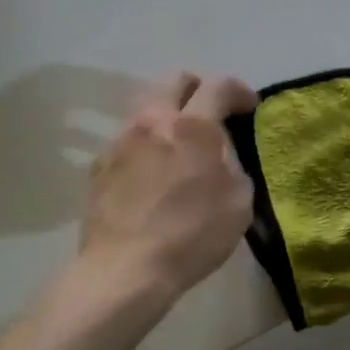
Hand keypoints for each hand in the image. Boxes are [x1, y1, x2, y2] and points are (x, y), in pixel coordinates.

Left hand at [79, 71, 257, 305]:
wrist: (126, 269)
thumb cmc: (192, 236)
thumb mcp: (238, 201)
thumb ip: (233, 164)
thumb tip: (220, 153)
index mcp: (191, 126)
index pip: (218, 86)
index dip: (239, 90)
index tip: (250, 106)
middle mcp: (152, 121)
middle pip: (174, 80)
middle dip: (199, 88)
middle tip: (213, 112)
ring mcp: (119, 141)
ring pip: (148, 109)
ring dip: (170, 117)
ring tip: (182, 146)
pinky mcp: (99, 165)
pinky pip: (129, 140)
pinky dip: (148, 145)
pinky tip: (155, 174)